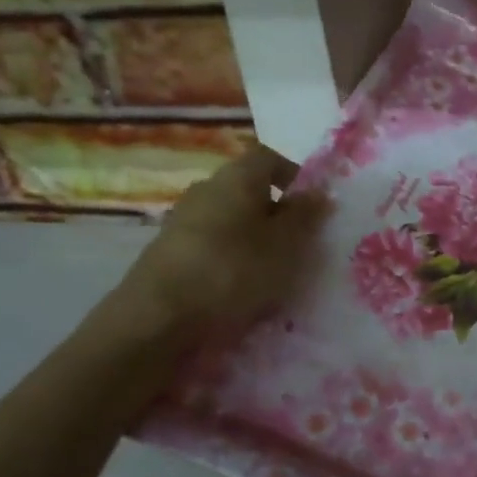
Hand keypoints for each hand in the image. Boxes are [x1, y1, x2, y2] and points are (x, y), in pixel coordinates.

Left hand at [119, 143, 331, 337]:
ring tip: (271, 271)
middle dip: (276, 211)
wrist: (157, 319)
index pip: (269, 157)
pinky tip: (238, 287)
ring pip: (230, 218)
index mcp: (237, 177)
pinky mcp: (168, 251)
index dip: (294, 174)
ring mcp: (182, 219)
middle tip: (298, 242)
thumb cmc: (233, 270)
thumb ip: (305, 216)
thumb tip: (320, 192)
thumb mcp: (285, 244)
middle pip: (249, 188)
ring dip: (253, 237)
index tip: (312, 204)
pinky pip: (211, 244)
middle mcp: (207, 188)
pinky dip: (230, 257)